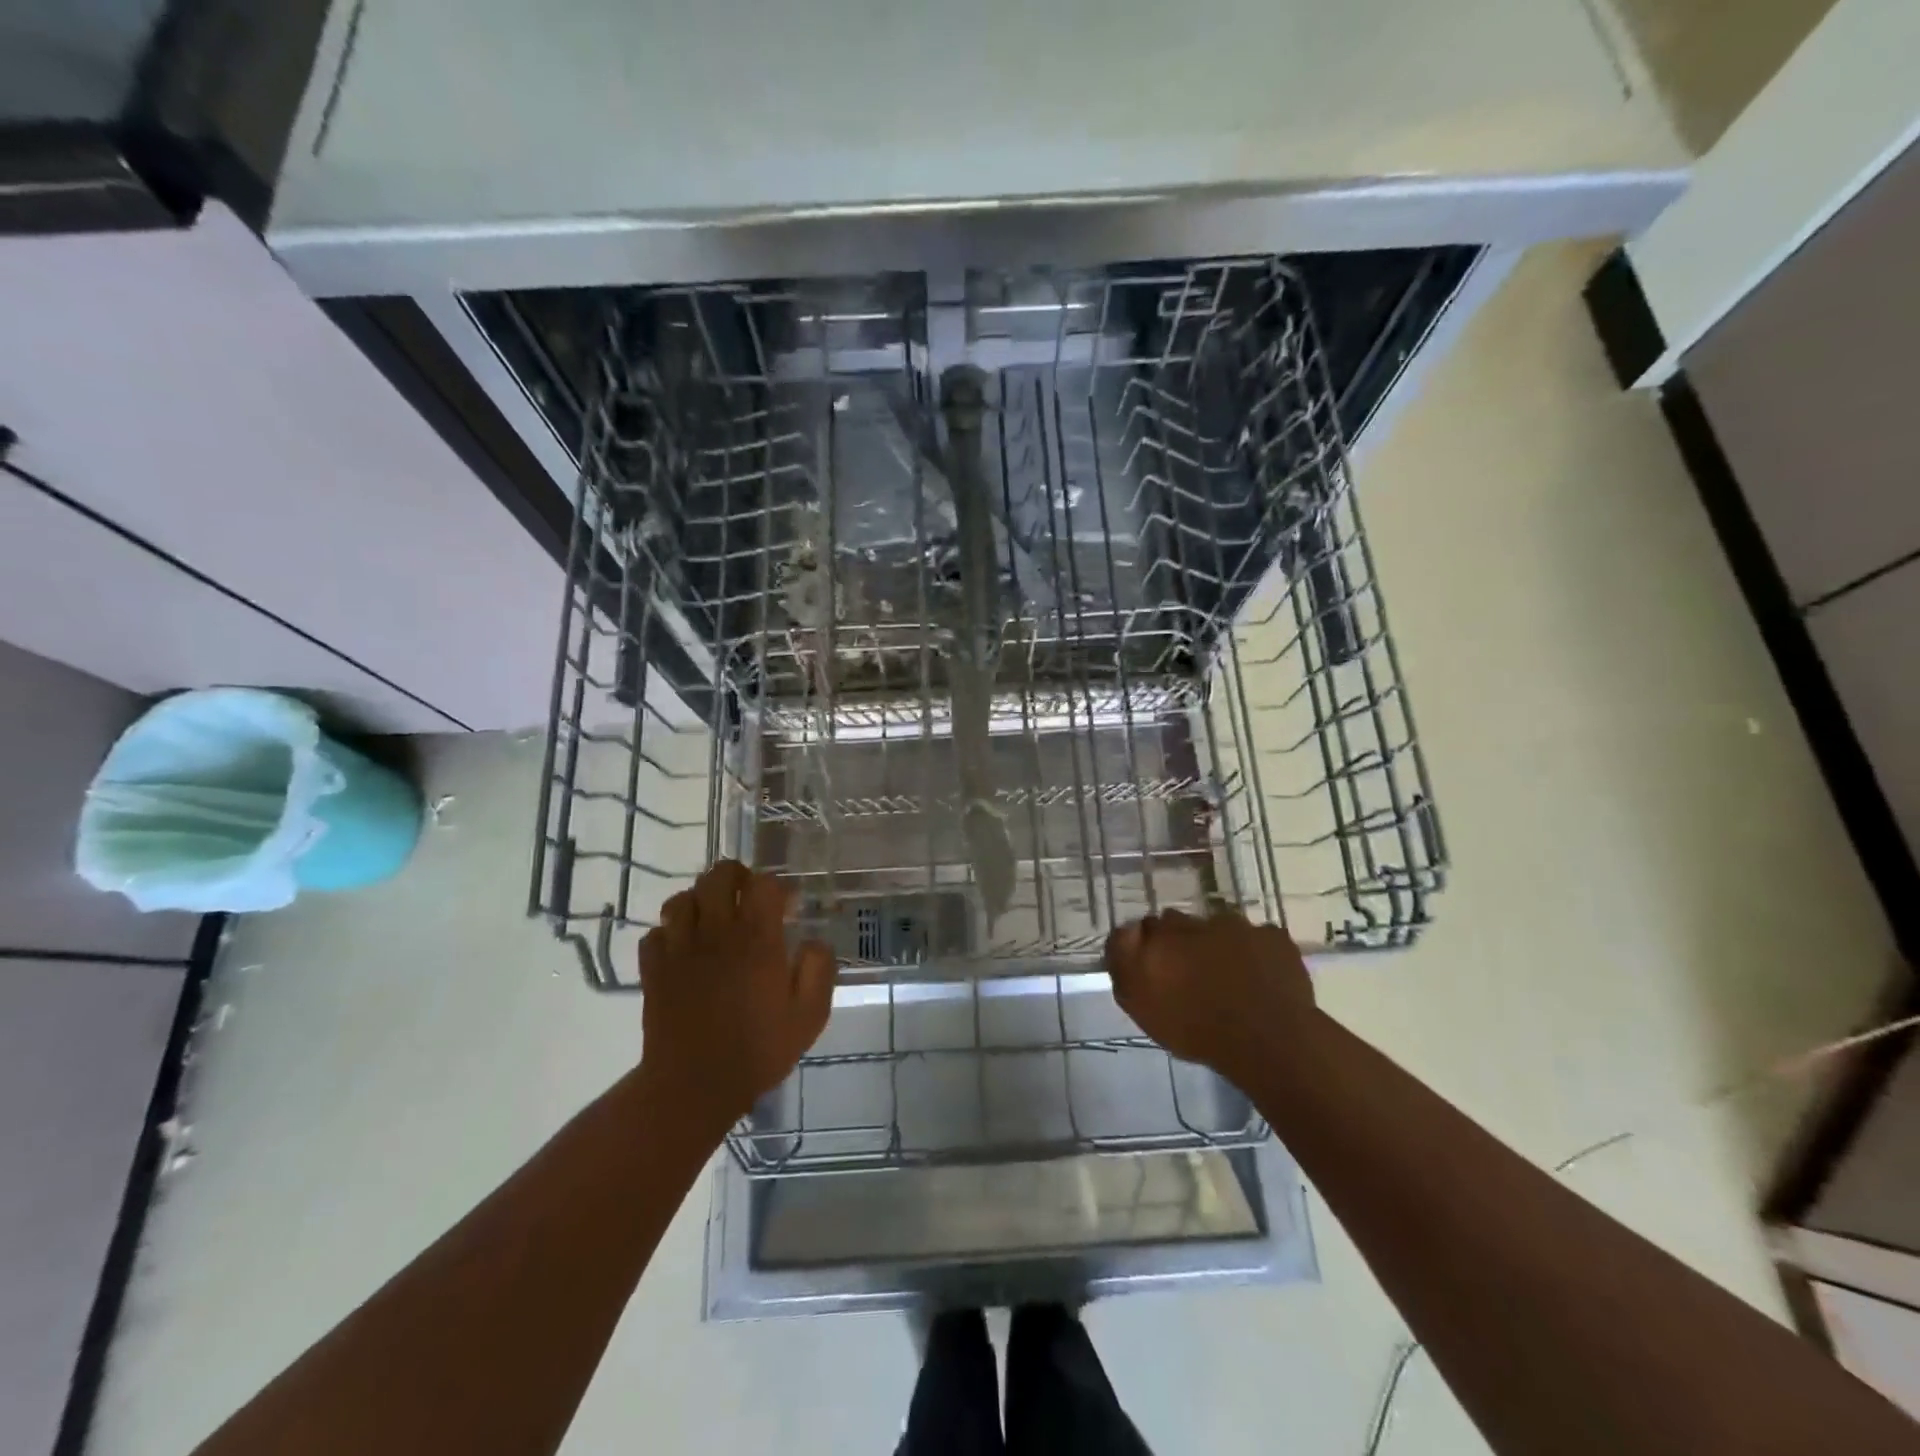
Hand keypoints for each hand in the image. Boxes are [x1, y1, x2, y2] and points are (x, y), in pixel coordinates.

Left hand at [638, 860, 836, 1129]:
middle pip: (717, 876)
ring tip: (713, 920)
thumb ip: (818, 969)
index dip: (777, 887)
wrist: (694, 1087)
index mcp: (757, 939)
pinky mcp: (653, 970)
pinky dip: (670, 933)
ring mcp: (679, 949)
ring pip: (681, 899)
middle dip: (736, 877)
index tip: (788, 907)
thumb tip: (814, 942)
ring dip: (700, 901)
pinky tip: (684, 949)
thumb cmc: (758, 1050)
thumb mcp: (809, 1015)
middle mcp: (716, 932)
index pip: (763, 884)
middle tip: (747, 898)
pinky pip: (656, 933)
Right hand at [1106, 909, 1316, 1084]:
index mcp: (1162, 935)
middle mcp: (1198, 922)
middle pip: (1181, 925)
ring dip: (1219, 946)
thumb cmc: (1197, 1030)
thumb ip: (1125, 962)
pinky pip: (1258, 940)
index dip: (1148, 947)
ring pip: (1220, 929)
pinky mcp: (1273, 938)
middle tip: (1190, 976)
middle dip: (1182, 943)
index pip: (1144, 927)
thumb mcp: (1141, 1005)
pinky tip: (1258, 979)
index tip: (1156, 969)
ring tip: (1228, 980)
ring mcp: (1239, 926)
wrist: (1269, 1043)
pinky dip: (1255, 954)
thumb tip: (1127, 931)